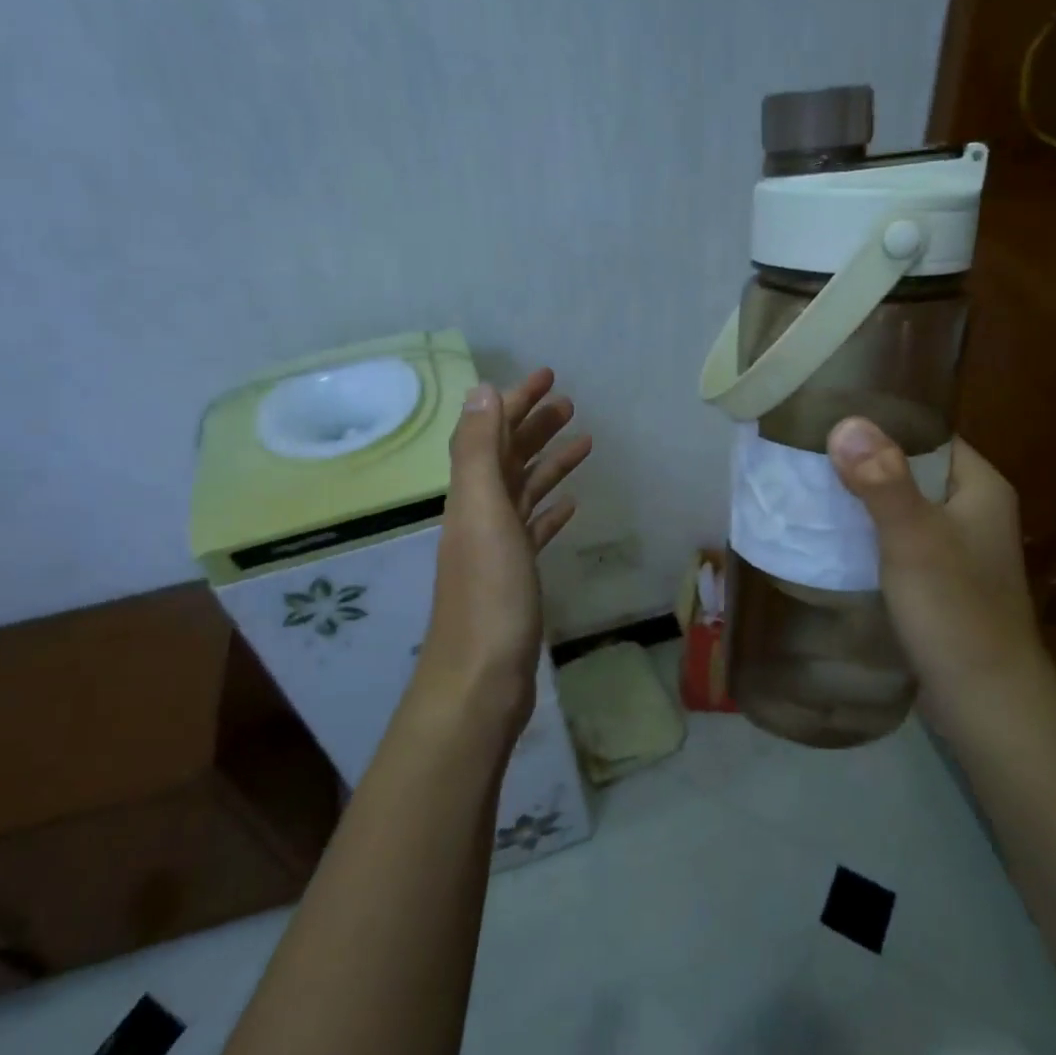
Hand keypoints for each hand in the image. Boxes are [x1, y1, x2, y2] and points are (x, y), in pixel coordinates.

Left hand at [414, 368, 591, 739]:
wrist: (481, 678)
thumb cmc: (488, 594)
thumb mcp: (482, 512)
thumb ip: (479, 451)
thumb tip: (482, 389)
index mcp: (471, 494)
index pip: (492, 432)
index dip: (516, 401)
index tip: (548, 376)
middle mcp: (480, 514)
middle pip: (509, 457)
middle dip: (535, 425)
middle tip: (571, 403)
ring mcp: (498, 547)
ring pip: (525, 491)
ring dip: (549, 462)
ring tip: (584, 442)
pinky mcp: (515, 576)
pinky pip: (533, 530)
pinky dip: (550, 510)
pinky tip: (569, 504)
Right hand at [826, 417, 1045, 717]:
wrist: (986, 702)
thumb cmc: (955, 610)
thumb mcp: (914, 538)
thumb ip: (882, 480)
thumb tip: (845, 420)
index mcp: (980, 487)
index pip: (928, 434)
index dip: (881, 422)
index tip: (827, 415)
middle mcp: (972, 510)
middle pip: (909, 469)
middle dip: (860, 462)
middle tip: (803, 452)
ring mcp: (955, 548)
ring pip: (898, 507)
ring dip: (859, 501)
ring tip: (804, 488)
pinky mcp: (937, 581)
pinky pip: (895, 541)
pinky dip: (865, 535)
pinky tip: (827, 538)